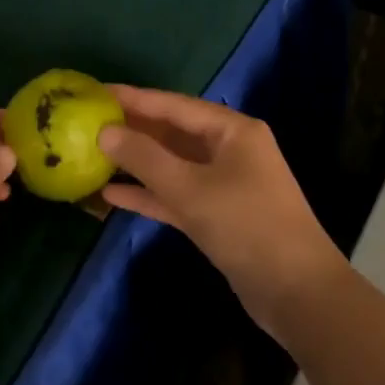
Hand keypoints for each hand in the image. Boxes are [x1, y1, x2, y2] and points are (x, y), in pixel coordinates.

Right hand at [98, 86, 344, 341]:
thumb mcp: (190, 189)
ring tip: (93, 155)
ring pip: (172, 165)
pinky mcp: (218, 215)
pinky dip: (149, 194)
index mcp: (232, 131)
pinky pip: (176, 195)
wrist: (296, 293)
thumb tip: (105, 132)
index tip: (97, 91)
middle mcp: (230, 150)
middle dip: (132, 130)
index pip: (174, 105)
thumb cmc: (246, 226)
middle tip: (88, 122)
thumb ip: (144, 158)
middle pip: (173, 133)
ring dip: (137, 163)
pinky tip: (112, 194)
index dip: (134, 98)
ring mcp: (224, 184)